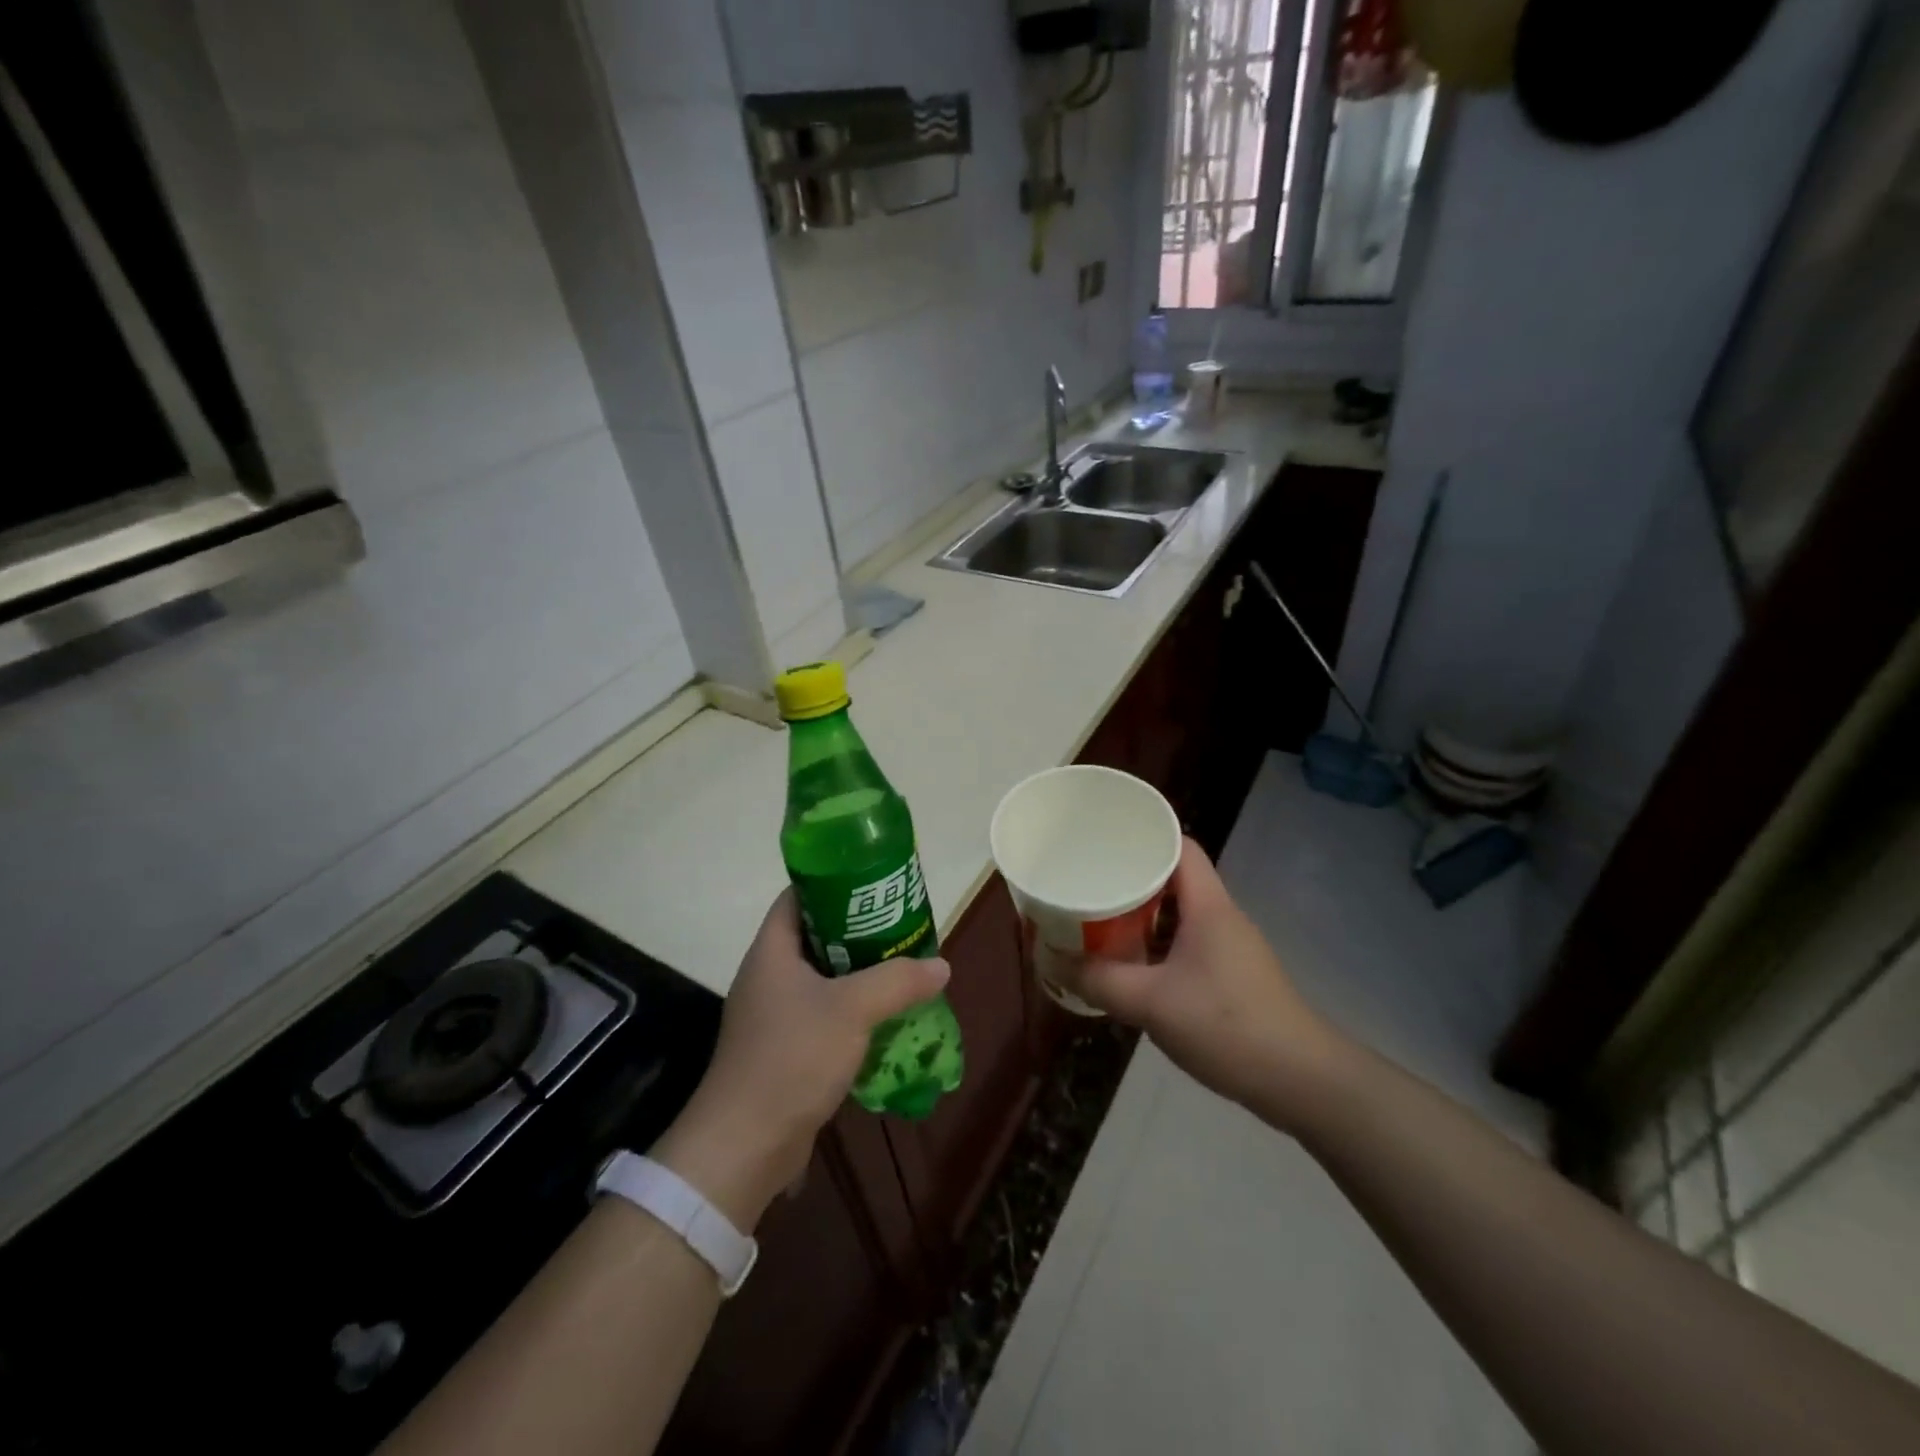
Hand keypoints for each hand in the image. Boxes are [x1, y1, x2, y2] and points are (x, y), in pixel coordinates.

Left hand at [651, 890, 948, 1228]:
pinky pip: (823, 1016)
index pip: (798, 897)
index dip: (834, 883)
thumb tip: (941, 965)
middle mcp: (768, 976)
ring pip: (823, 980)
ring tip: (902, 970)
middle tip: (901, 929)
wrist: (744, 1145)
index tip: (875, 885)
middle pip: (816, 937)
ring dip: (860, 976)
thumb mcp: (852, 1009)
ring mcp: (773, 1016)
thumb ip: (898, 981)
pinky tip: (885, 1020)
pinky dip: (852, 1013)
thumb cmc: (792, 1057)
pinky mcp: (783, 1050)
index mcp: (772, 951)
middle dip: (859, 932)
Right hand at [1056, 838, 1337, 1130]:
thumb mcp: (1151, 1003)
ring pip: (1179, 915)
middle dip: (1131, 879)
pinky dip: (1156, 946)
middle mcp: (1221, 917)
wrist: (1301, 1081)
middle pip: (1174, 879)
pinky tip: (1131, 966)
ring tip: (1099, 920)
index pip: (1180, 846)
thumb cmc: (1227, 1025)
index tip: (1103, 841)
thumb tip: (1054, 961)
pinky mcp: (1231, 976)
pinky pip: (1186, 945)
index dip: (1144, 836)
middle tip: (1089, 883)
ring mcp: (1230, 948)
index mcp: (1208, 906)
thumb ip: (1099, 981)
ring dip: (1142, 917)